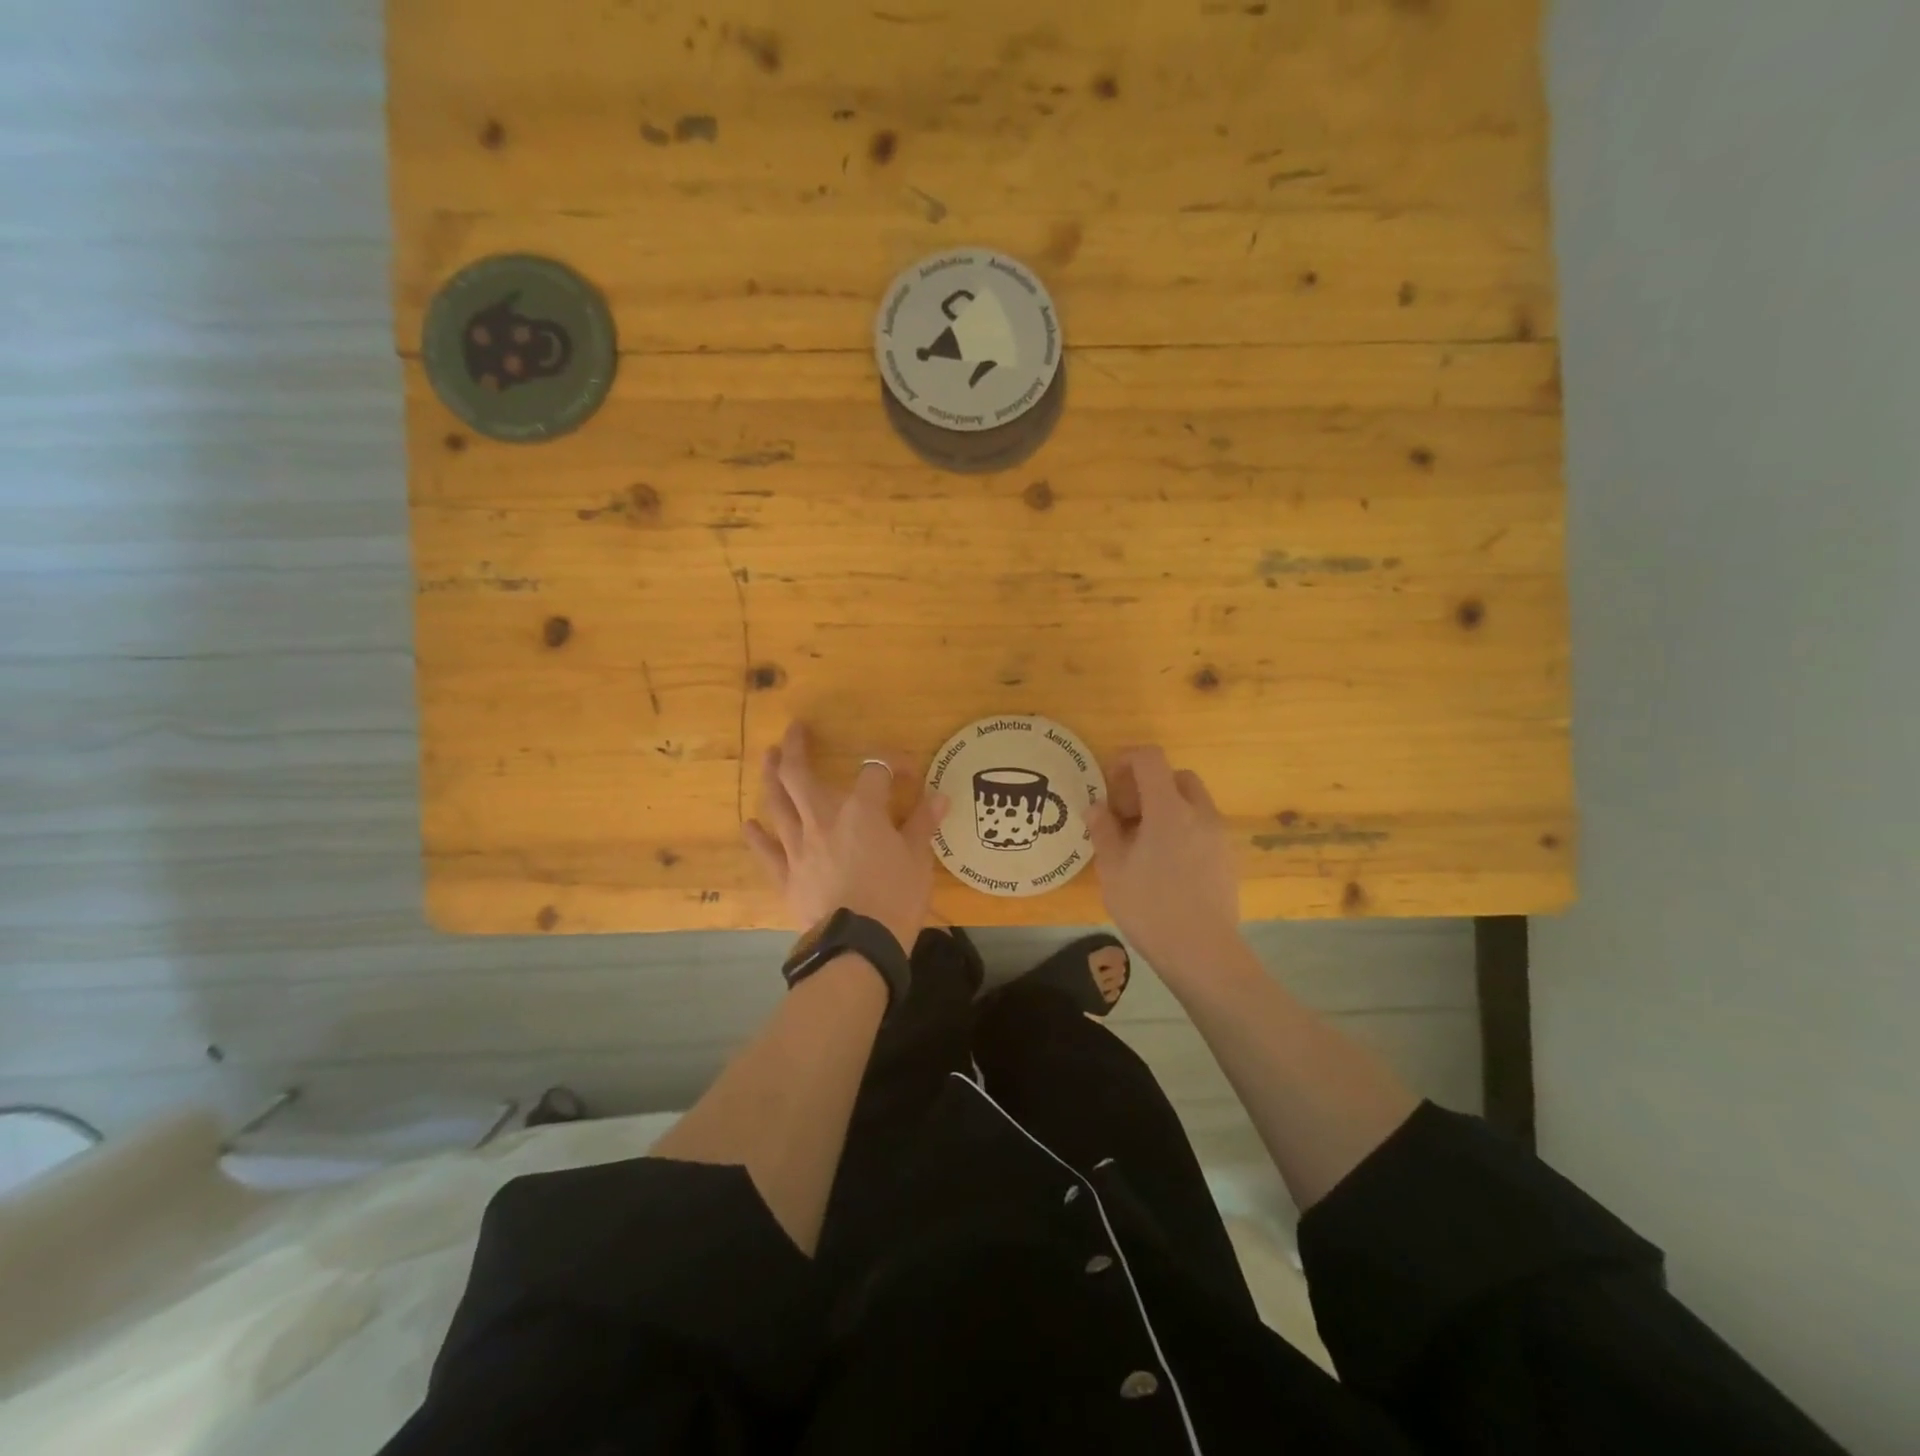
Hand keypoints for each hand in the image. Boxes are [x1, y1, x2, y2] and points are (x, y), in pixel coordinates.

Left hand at [744, 722, 948, 955]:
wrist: (859, 946)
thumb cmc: (895, 898)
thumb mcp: (918, 860)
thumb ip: (923, 824)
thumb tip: (939, 796)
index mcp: (862, 811)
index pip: (875, 772)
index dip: (892, 765)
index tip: (907, 771)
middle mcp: (823, 819)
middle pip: (800, 775)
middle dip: (795, 748)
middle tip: (794, 730)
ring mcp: (799, 846)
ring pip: (777, 804)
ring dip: (771, 777)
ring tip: (768, 757)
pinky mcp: (787, 875)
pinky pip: (767, 851)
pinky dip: (757, 836)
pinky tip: (749, 824)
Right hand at [1085, 747, 1242, 982]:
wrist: (1202, 952)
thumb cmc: (1150, 907)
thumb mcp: (1113, 869)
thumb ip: (1103, 830)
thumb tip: (1097, 807)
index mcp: (1169, 809)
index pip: (1151, 759)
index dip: (1127, 759)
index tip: (1109, 780)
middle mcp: (1200, 813)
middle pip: (1177, 777)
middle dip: (1150, 784)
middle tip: (1127, 814)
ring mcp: (1219, 836)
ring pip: (1193, 803)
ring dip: (1167, 807)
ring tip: (1144, 842)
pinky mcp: (1228, 858)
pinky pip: (1203, 828)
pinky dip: (1183, 829)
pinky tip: (1166, 864)